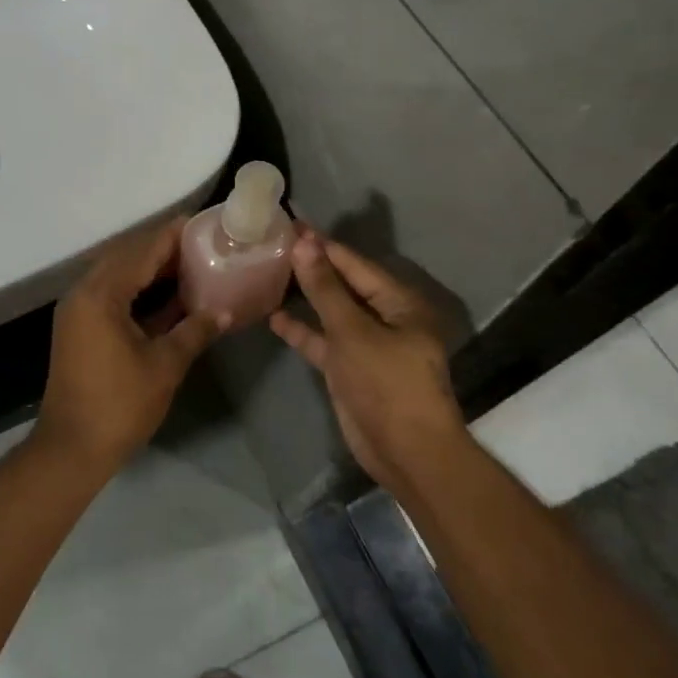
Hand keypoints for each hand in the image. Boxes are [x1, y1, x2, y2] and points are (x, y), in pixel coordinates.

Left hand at [35, 217, 227, 474]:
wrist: (72, 449)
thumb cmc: (120, 405)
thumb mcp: (165, 365)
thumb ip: (194, 331)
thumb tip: (224, 312)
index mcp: (101, 295)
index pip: (141, 251)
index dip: (171, 236)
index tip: (200, 223)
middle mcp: (83, 294)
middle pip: (126, 258)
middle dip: (162, 249)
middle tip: (200, 243)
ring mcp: (78, 312)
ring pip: (117, 277)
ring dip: (150, 270)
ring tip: (189, 263)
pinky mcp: (80, 330)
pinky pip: (111, 297)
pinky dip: (138, 292)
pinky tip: (169, 297)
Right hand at [269, 230, 472, 494]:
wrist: (407, 453)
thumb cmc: (387, 384)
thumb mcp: (352, 332)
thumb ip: (325, 288)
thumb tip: (304, 244)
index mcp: (399, 303)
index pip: (355, 264)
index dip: (323, 245)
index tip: (291, 224)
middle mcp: (385, 318)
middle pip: (343, 285)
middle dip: (312, 267)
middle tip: (274, 244)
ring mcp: (367, 345)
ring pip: (332, 312)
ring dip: (305, 297)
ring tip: (270, 273)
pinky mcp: (350, 369)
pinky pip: (324, 341)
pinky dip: (303, 330)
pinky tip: (274, 317)